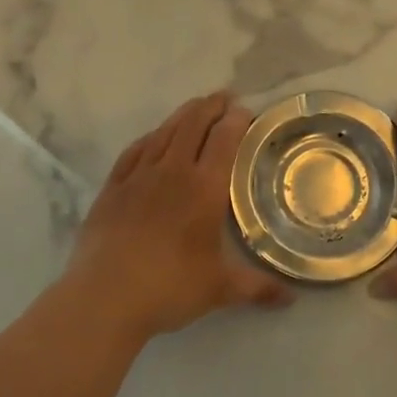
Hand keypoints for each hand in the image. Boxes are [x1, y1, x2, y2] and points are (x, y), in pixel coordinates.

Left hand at [58, 92, 287, 342]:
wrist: (104, 296)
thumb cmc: (169, 287)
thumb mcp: (220, 289)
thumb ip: (257, 288)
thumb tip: (291, 298)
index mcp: (205, 188)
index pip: (224, 139)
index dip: (236, 120)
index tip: (245, 110)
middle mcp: (173, 171)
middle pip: (193, 125)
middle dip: (211, 106)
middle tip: (224, 97)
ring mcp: (138, 176)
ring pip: (164, 132)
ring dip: (182, 115)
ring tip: (195, 107)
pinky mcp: (112, 188)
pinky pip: (134, 151)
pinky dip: (149, 137)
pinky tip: (153, 137)